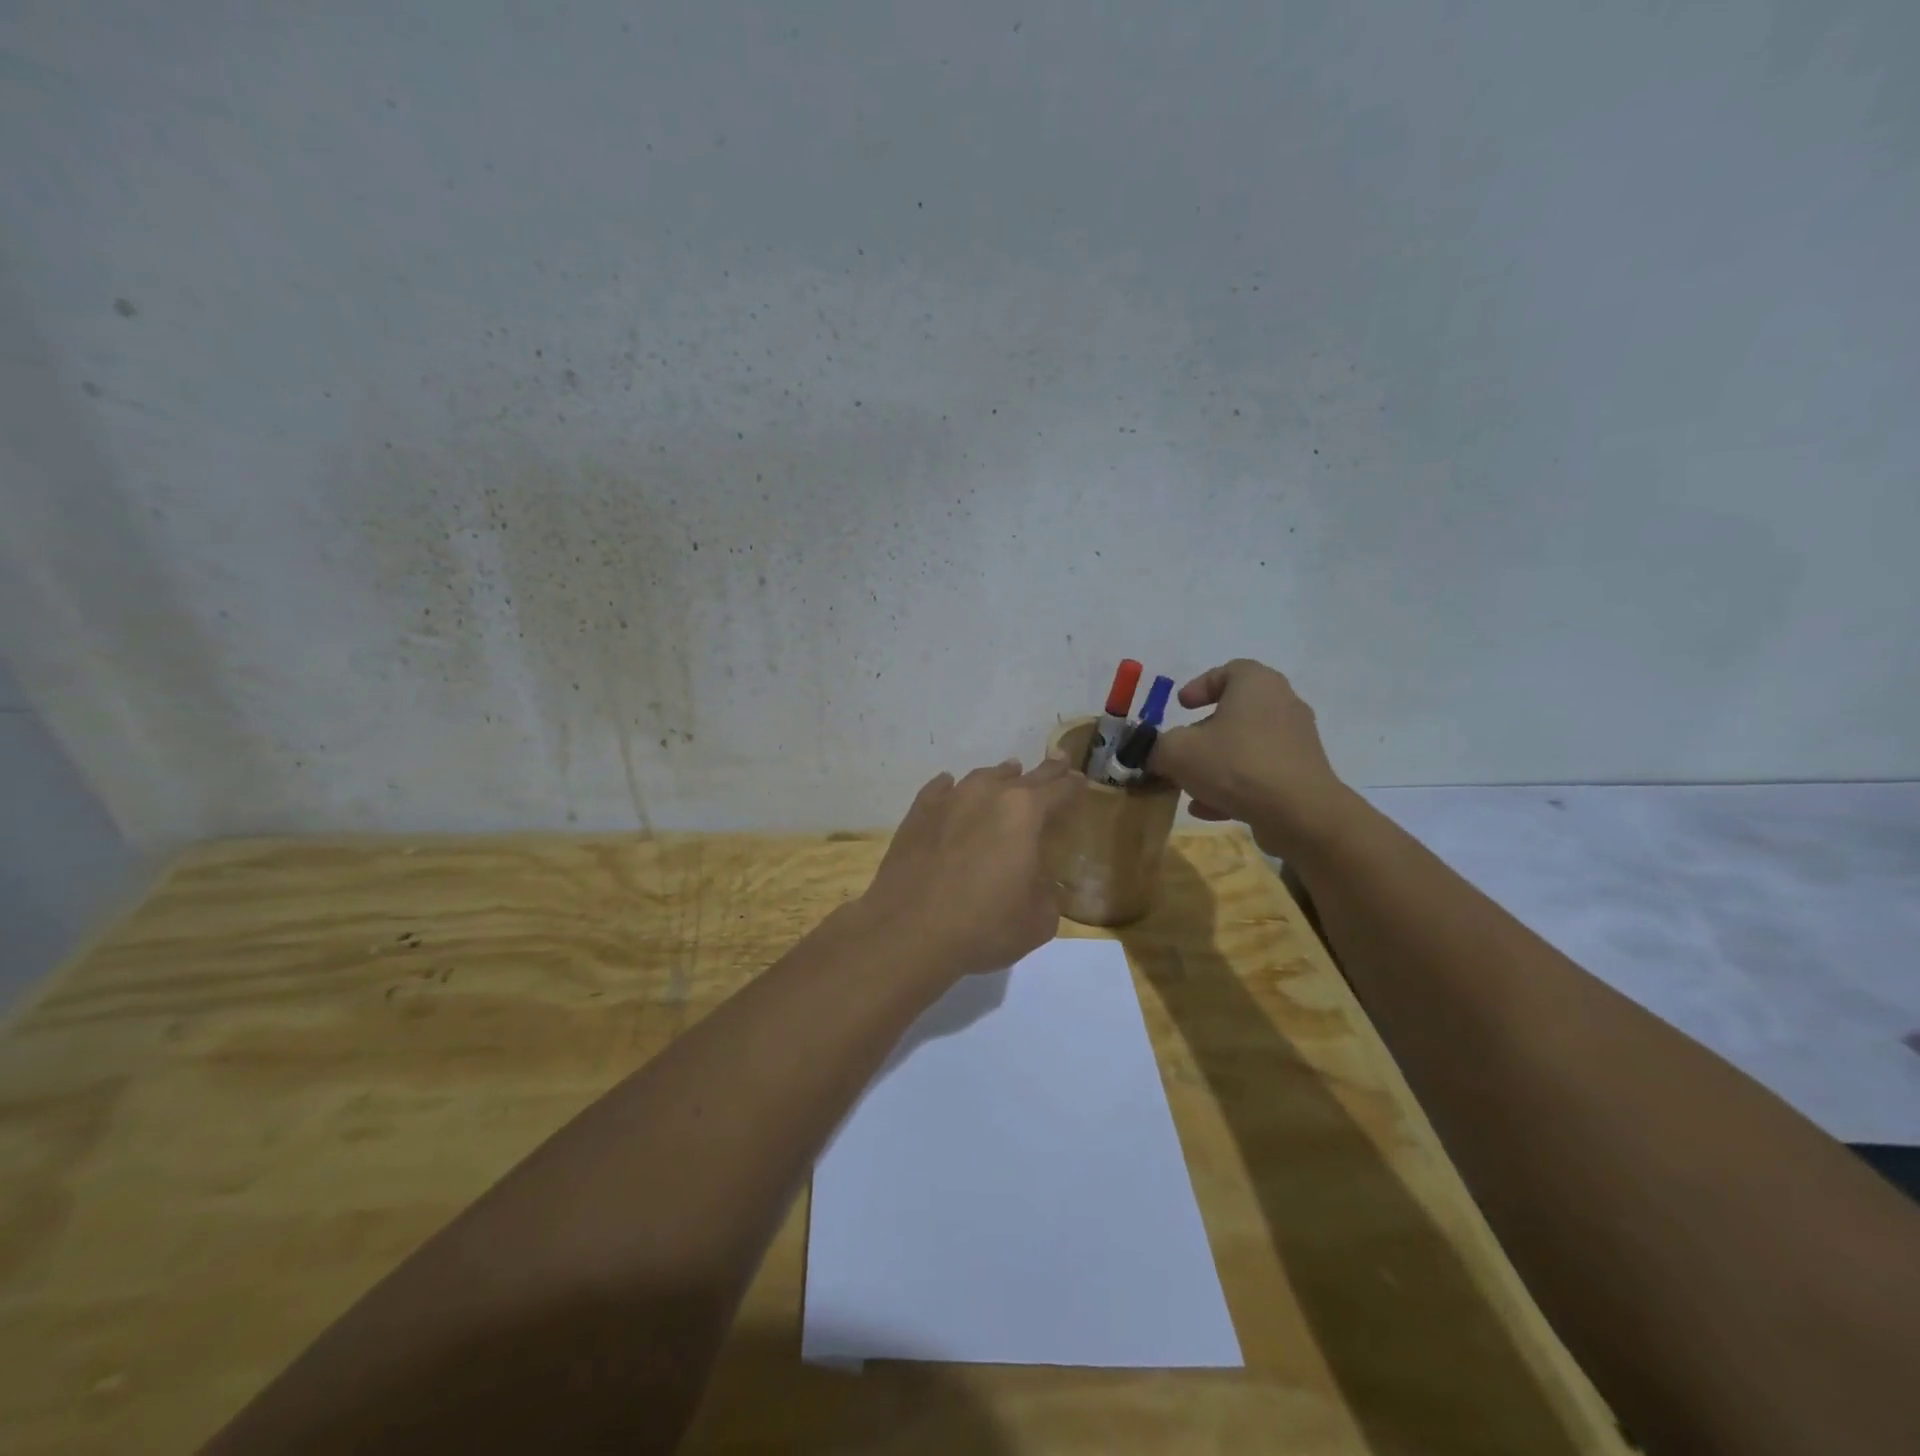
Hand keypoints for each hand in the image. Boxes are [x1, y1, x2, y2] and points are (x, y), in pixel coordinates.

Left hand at [857, 755, 1083, 978]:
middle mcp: (987, 795)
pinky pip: (939, 790)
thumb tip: (1043, 883)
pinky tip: (950, 786)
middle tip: (1058, 762)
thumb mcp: (1038, 920)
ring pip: (981, 778)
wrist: (909, 932)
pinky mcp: (917, 814)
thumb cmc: (984, 926)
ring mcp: (948, 801)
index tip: (1080, 781)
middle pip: (1023, 777)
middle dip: (1044, 772)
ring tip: (1008, 773)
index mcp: (1024, 813)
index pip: (1058, 791)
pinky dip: (950, 787)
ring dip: (999, 776)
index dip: (1073, 786)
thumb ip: (1048, 893)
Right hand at [1148, 659, 1350, 856]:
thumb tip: (1156, 754)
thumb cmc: (1235, 764)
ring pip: (1247, 746)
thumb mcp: (1177, 752)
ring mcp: (1297, 741)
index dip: (1200, 685)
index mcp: (1256, 684)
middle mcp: (1283, 704)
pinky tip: (1209, 809)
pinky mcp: (1303, 774)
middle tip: (1182, 748)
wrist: (1300, 813)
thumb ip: (1159, 747)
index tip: (1180, 706)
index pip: (1228, 671)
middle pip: (1237, 711)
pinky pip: (1261, 773)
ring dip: (1217, 763)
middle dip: (1205, 731)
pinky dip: (1235, 785)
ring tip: (1190, 785)